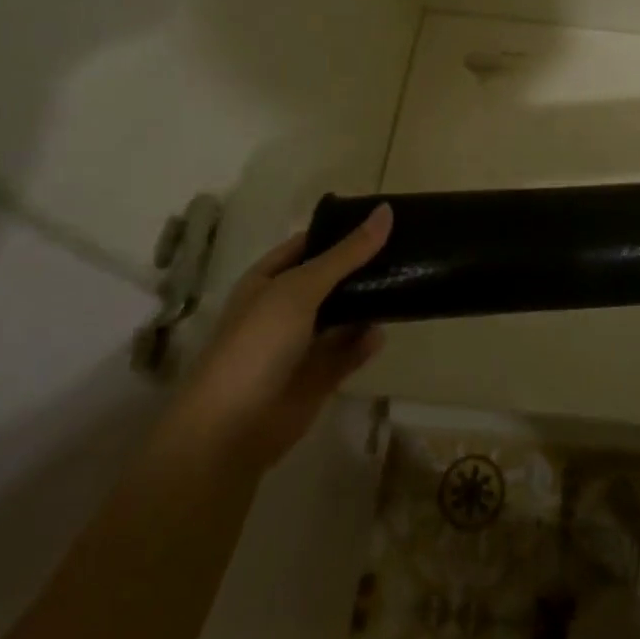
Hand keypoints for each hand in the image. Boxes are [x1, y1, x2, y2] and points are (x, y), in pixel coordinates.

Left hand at [172, 205, 390, 465]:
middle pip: (331, 279)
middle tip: (407, 248)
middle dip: (363, 266)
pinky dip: (365, 343)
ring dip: (369, 303)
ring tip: (407, 282)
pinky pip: (349, 351)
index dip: (341, 230)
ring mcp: (302, 344)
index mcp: (269, 281)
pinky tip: (384, 333)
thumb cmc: (257, 343)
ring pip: (343, 315)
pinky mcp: (319, 376)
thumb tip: (386, 210)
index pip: (309, 245)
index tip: (383, 218)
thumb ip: (346, 253)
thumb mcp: (301, 288)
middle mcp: (285, 308)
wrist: (232, 428)